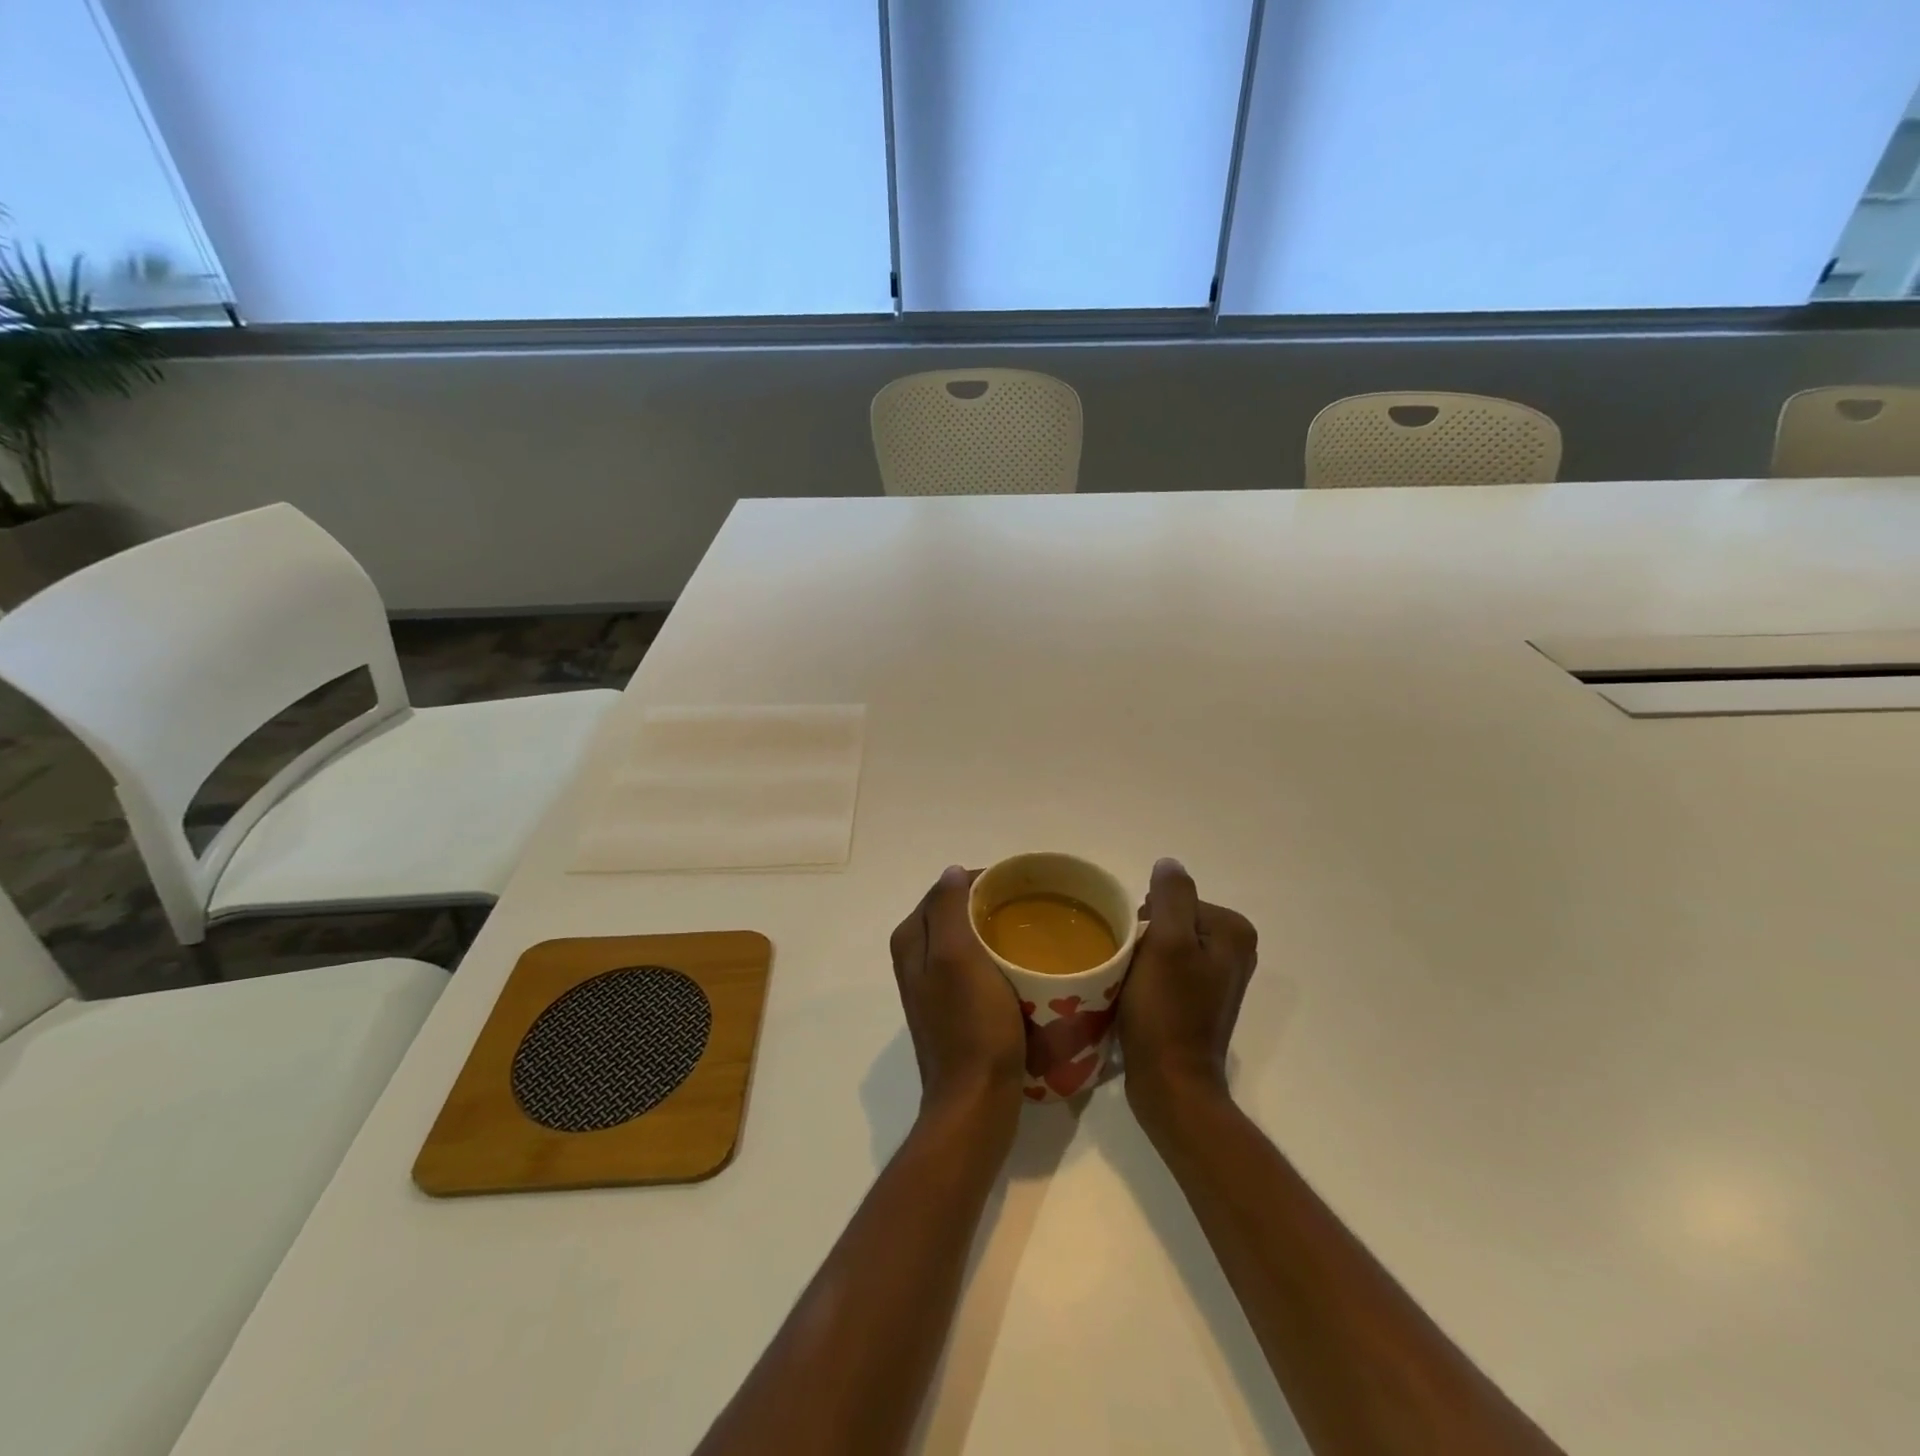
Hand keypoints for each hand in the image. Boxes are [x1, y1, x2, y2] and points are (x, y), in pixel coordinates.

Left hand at [889, 866, 1025, 1138]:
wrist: (976, 1102)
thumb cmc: (971, 1026)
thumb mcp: (957, 958)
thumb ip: (948, 909)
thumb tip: (951, 871)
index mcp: (911, 941)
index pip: (944, 890)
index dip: (979, 881)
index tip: (1018, 885)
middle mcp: (915, 959)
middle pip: (953, 914)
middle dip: (987, 905)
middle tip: (1029, 906)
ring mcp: (934, 987)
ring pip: (965, 941)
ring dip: (993, 932)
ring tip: (1030, 931)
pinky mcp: (954, 1010)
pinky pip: (975, 968)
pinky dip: (995, 960)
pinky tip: (1021, 967)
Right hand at [1119, 858, 1258, 1124]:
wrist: (1171, 1084)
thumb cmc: (1167, 1011)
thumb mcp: (1167, 943)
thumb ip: (1172, 895)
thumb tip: (1169, 863)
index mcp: (1233, 931)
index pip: (1175, 899)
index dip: (1147, 918)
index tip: (1136, 947)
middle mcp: (1235, 950)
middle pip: (1172, 919)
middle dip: (1146, 936)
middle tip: (1130, 966)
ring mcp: (1218, 977)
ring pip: (1166, 943)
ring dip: (1143, 956)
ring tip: (1129, 982)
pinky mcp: (1201, 1000)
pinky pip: (1168, 968)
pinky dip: (1149, 975)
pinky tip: (1136, 995)